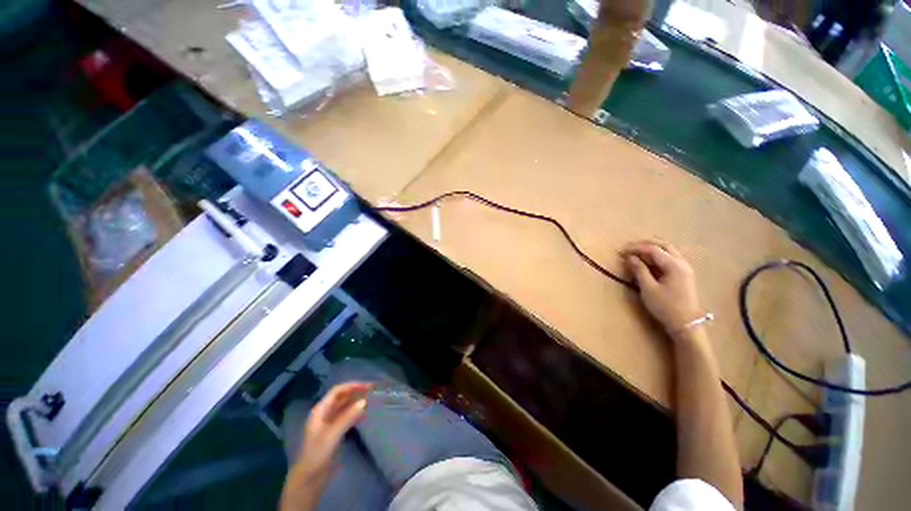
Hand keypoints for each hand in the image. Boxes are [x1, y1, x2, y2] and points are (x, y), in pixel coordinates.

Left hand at [281, 382, 371, 510]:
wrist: (309, 478)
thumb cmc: (318, 453)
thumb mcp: (332, 434)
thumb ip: (348, 417)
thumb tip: (364, 401)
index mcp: (320, 410)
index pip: (337, 391)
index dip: (352, 385)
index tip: (367, 386)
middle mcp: (324, 413)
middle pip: (341, 397)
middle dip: (355, 392)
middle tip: (372, 391)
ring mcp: (329, 423)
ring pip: (344, 406)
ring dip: (356, 401)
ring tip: (371, 399)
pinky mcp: (334, 432)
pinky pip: (346, 416)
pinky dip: (355, 412)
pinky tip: (364, 413)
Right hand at [621, 241, 701, 334]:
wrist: (686, 324)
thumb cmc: (665, 306)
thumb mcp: (648, 288)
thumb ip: (639, 270)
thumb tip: (630, 257)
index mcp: (674, 265)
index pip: (653, 250)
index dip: (636, 248)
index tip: (622, 251)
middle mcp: (682, 263)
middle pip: (663, 246)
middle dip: (645, 245)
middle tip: (629, 249)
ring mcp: (685, 269)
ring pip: (668, 251)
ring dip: (652, 250)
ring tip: (637, 254)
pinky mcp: (684, 275)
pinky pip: (670, 259)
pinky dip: (658, 256)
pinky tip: (649, 262)